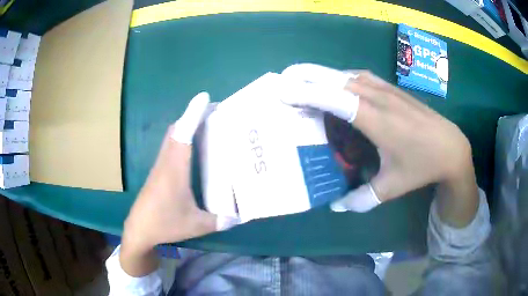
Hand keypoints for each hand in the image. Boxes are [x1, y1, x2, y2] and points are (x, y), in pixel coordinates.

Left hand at [120, 92, 238, 275]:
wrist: (139, 230)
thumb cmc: (165, 224)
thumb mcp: (196, 225)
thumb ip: (219, 221)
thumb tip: (239, 217)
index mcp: (175, 169)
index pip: (183, 134)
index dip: (193, 114)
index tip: (204, 97)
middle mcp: (166, 162)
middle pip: (176, 129)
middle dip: (192, 115)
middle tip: (212, 111)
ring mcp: (160, 166)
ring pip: (171, 137)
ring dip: (186, 126)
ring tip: (205, 125)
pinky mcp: (158, 172)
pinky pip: (170, 147)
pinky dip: (180, 138)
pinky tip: (191, 149)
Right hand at [281, 64, 477, 217]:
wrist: (451, 147)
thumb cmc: (422, 166)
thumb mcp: (392, 187)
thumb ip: (362, 199)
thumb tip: (337, 207)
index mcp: (378, 122)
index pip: (338, 99)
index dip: (309, 93)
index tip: (284, 91)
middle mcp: (380, 99)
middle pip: (339, 79)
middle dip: (309, 75)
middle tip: (285, 76)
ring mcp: (388, 91)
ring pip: (350, 74)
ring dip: (325, 74)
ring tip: (305, 79)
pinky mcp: (394, 90)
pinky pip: (362, 77)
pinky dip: (343, 77)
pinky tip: (338, 84)